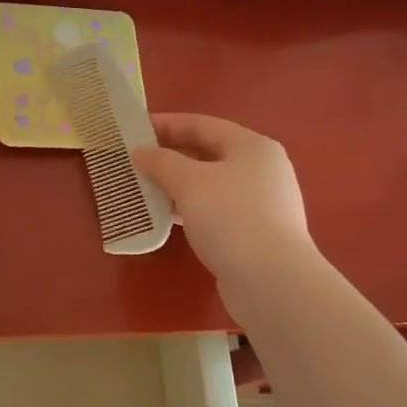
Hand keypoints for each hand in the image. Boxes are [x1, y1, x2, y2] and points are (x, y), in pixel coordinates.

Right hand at [133, 113, 312, 283]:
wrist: (272, 282)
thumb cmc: (232, 218)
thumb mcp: (190, 183)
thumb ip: (162, 162)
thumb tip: (141, 152)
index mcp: (252, 146)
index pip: (202, 125)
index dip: (167, 124)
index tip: (134, 128)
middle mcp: (262, 169)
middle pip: (209, 153)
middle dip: (171, 155)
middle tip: (136, 159)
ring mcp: (262, 202)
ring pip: (211, 183)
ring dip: (178, 183)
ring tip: (145, 186)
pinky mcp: (256, 232)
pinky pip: (216, 209)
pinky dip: (191, 207)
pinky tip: (167, 215)